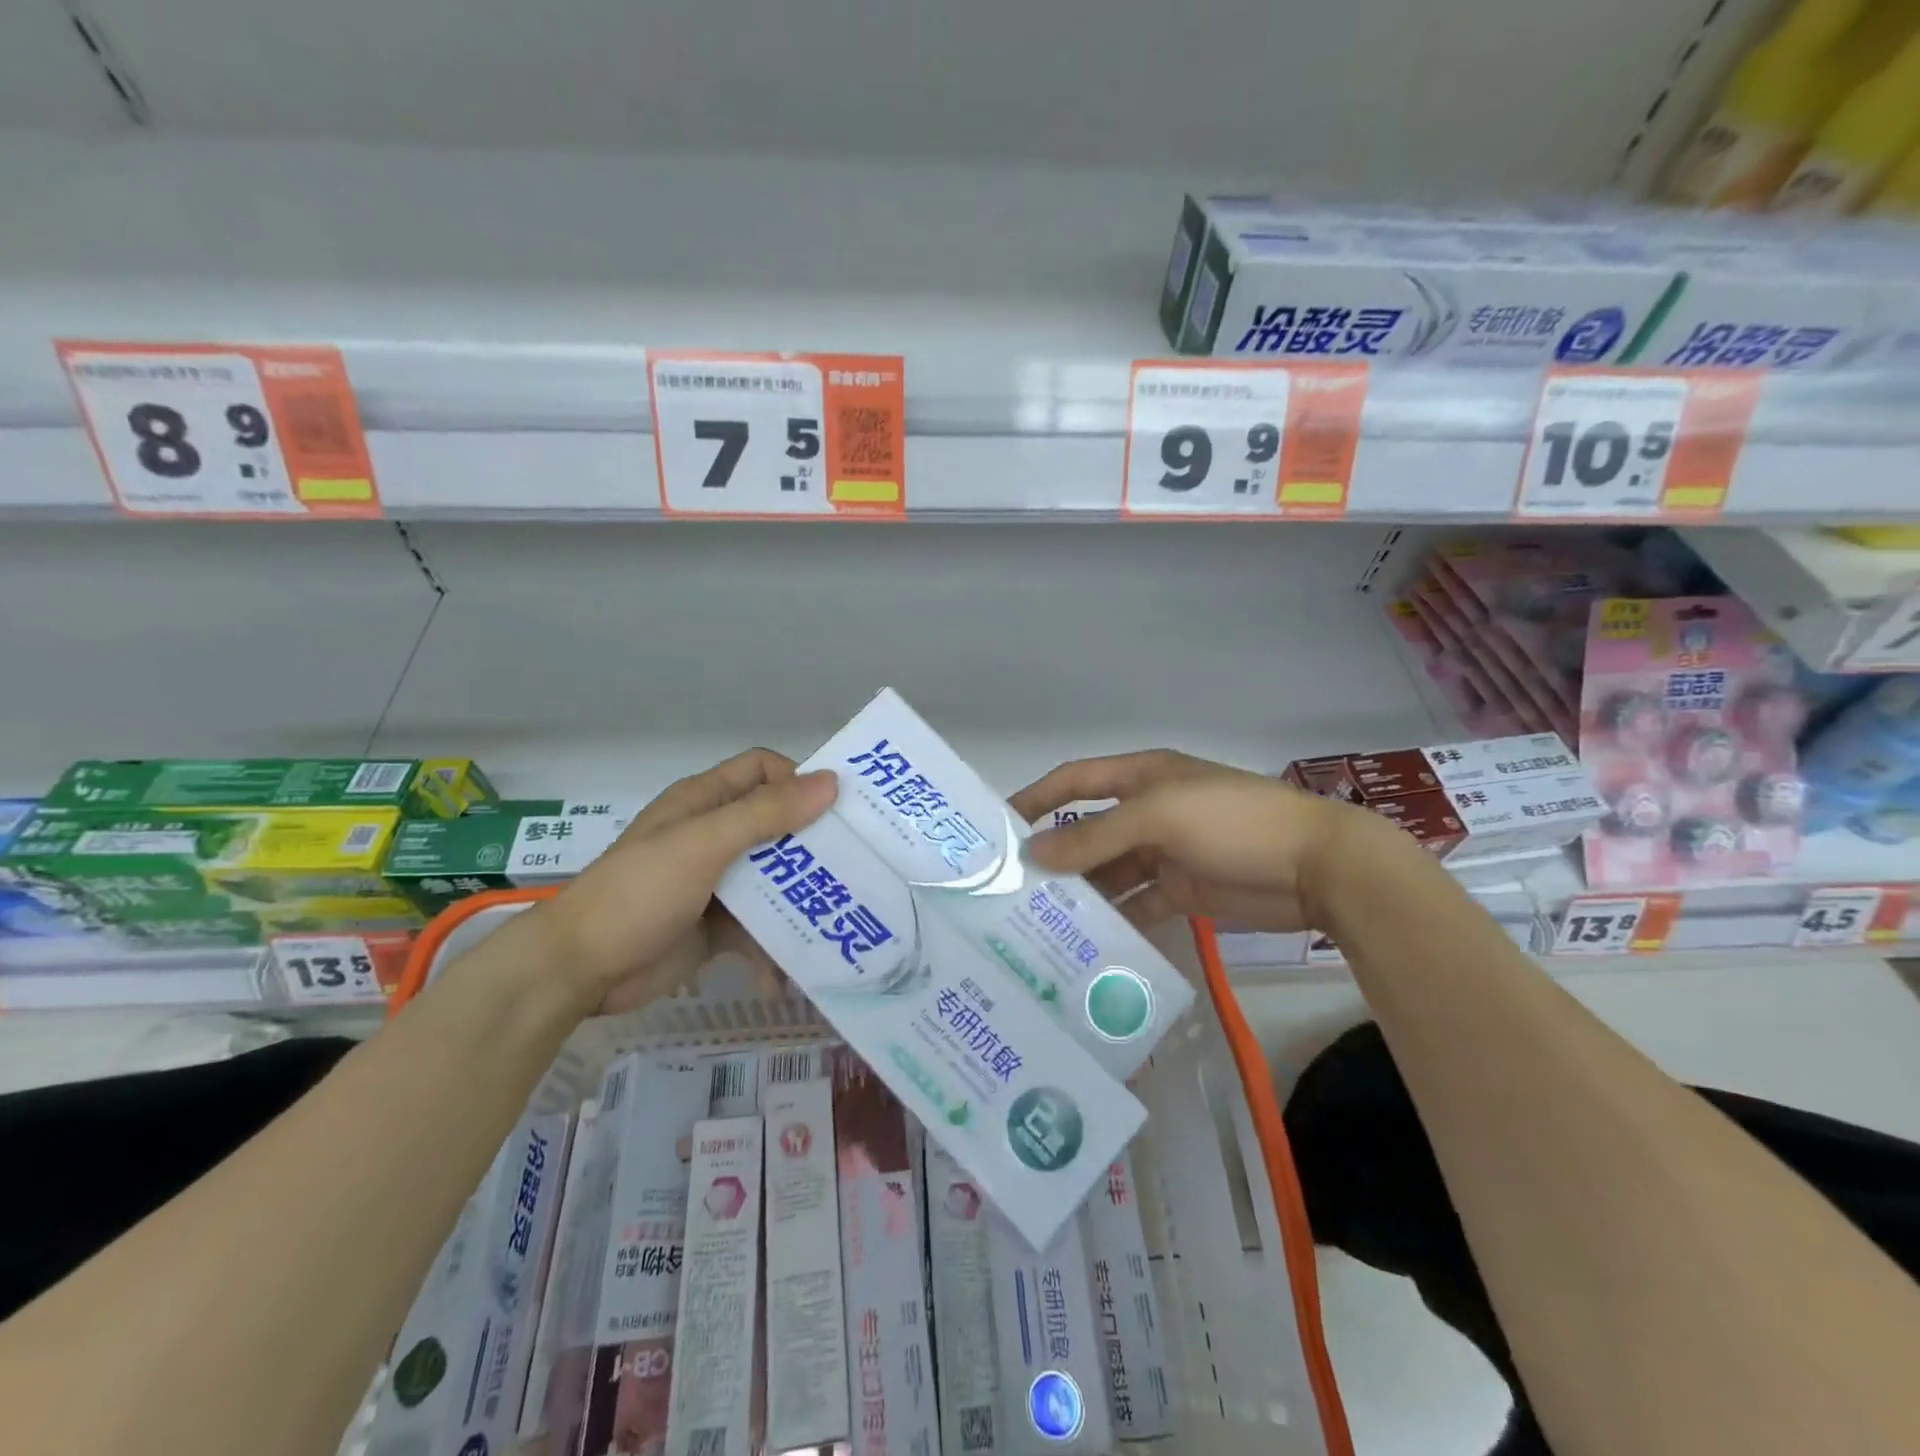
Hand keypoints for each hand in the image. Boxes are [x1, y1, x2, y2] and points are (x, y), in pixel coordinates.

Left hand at [535, 749, 836, 1013]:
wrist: (579, 970)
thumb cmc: (639, 892)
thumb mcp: (704, 844)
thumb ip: (765, 814)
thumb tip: (831, 782)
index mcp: (705, 802)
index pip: (763, 771)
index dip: (798, 781)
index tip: (835, 811)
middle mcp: (714, 835)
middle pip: (777, 826)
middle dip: (814, 845)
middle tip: (857, 865)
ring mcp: (717, 883)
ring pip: (774, 880)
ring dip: (801, 901)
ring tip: (836, 923)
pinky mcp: (717, 926)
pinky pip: (759, 929)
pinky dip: (773, 950)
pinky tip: (784, 978)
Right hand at [1012, 749, 1386, 931]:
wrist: (1317, 867)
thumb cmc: (1233, 821)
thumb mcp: (1159, 817)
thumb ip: (1096, 836)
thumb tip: (1035, 855)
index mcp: (1141, 778)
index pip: (1074, 781)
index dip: (1037, 798)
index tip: (998, 827)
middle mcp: (1147, 811)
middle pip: (1088, 830)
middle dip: (1054, 855)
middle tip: (1010, 889)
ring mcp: (1165, 853)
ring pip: (1109, 872)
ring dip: (1080, 891)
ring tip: (1037, 920)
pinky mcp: (1182, 891)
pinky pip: (1137, 903)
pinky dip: (1114, 919)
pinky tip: (1085, 940)